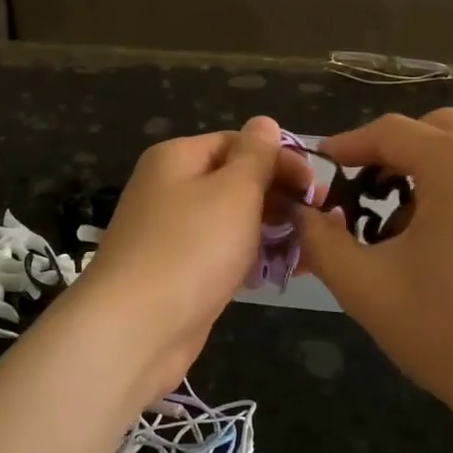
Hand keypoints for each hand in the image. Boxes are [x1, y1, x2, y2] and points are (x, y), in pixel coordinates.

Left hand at [64, 116, 312, 400]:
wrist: (135, 330)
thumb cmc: (191, 247)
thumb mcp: (235, 190)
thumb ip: (256, 155)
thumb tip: (265, 122)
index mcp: (177, 158)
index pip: (237, 142)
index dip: (279, 158)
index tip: (315, 186)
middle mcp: (170, 189)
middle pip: (234, 180)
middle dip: (278, 195)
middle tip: (317, 217)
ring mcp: (171, 233)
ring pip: (231, 220)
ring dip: (269, 228)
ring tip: (308, 246)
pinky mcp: (178, 272)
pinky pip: (221, 253)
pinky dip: (249, 257)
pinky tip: (279, 271)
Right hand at [294, 108, 452, 426]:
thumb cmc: (448, 333)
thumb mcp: (365, 286)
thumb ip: (320, 239)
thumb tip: (301, 212)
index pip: (390, 132)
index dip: (347, 146)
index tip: (319, 167)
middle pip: (429, 129)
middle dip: (388, 153)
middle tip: (358, 193)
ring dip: (423, 165)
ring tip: (398, 218)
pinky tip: (440, 228)